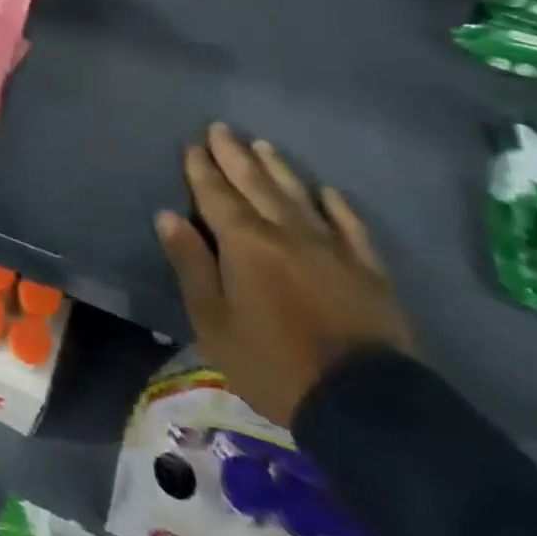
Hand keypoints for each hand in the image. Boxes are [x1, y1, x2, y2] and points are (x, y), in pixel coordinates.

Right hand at [156, 123, 416, 427]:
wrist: (369, 407)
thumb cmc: (275, 365)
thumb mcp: (214, 323)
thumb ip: (191, 265)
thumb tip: (167, 215)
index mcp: (245, 243)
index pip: (215, 195)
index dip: (201, 169)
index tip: (191, 145)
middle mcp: (286, 232)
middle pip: (255, 184)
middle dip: (234, 155)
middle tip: (221, 128)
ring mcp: (332, 248)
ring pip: (298, 196)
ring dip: (278, 168)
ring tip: (263, 145)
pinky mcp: (368, 271)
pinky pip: (351, 227)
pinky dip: (338, 206)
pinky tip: (328, 192)